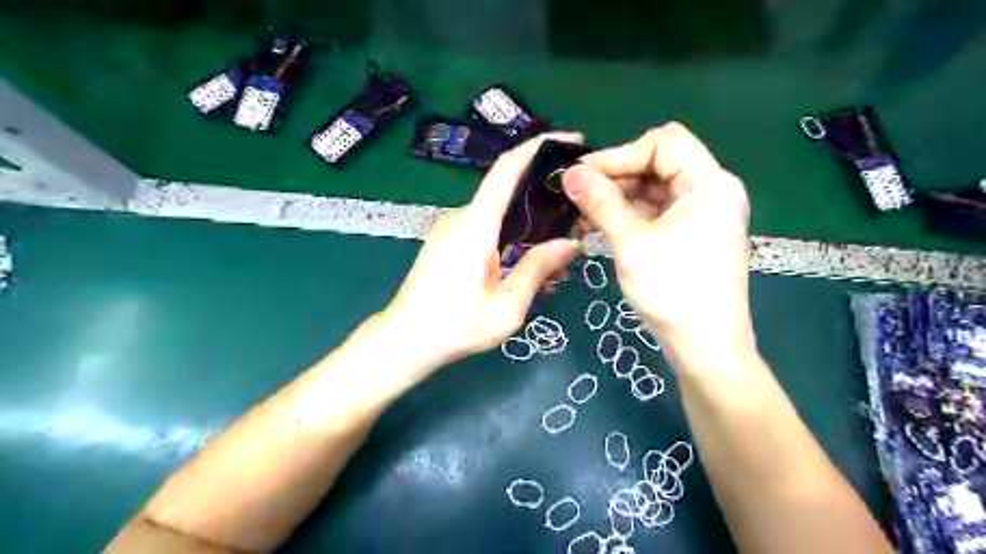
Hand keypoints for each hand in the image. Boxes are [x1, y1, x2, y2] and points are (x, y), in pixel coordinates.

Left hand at [378, 131, 577, 370]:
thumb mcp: (507, 306)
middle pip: (506, 190)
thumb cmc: (455, 325)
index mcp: (475, 224)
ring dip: (527, 223)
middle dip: (542, 193)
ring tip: (556, 249)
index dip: (539, 147)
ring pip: (497, 214)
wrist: (404, 340)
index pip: (507, 169)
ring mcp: (450, 229)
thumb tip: (570, 243)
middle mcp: (461, 217)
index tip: (571, 142)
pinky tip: (524, 262)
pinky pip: (484, 229)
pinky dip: (509, 236)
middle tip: (575, 213)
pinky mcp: (446, 242)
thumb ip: (538, 269)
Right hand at [563, 123, 756, 376]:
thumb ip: (601, 202)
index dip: (621, 154)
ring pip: (654, 188)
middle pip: (659, 162)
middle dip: (617, 175)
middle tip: (579, 195)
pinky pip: (657, 211)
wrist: (706, 347)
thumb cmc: (673, 292)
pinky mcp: (692, 233)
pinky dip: (630, 214)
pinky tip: (602, 227)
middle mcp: (711, 190)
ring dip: (619, 196)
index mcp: (710, 184)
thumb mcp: (632, 243)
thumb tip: (569, 172)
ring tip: (584, 214)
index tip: (583, 175)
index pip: (663, 143)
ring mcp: (703, 213)